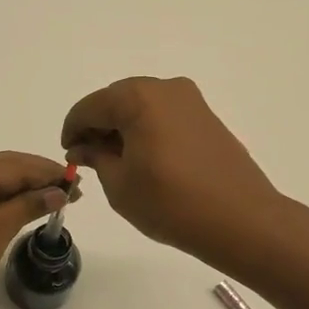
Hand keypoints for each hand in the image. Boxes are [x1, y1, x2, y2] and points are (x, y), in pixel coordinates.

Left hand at [0, 152, 69, 308]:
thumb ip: (27, 206)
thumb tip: (58, 192)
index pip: (15, 165)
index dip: (48, 173)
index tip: (78, 181)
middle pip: (5, 170)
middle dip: (40, 179)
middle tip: (74, 189)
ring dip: (26, 192)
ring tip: (59, 199)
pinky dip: (9, 205)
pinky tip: (29, 211)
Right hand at [61, 76, 282, 265]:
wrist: (240, 219)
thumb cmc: (170, 203)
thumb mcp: (119, 184)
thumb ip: (96, 157)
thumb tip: (85, 146)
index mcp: (137, 98)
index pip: (90, 107)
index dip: (73, 130)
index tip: (68, 155)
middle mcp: (165, 89)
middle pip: (117, 100)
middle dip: (99, 126)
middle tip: (89, 159)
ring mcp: (191, 101)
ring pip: (142, 107)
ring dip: (124, 129)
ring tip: (117, 163)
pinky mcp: (207, 118)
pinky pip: (165, 116)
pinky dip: (147, 131)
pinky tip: (145, 160)